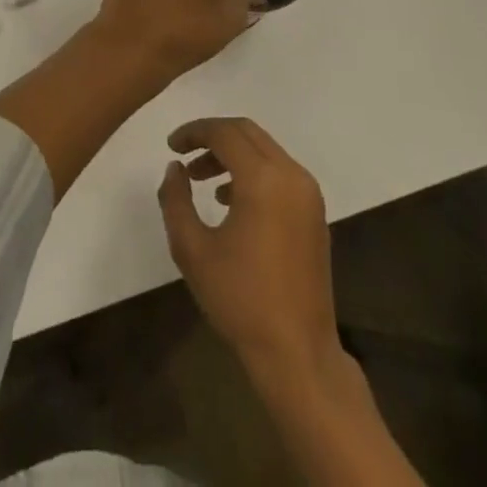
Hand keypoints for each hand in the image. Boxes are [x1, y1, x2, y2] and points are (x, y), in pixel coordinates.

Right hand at [159, 117, 339, 379]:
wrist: (298, 353)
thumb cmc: (240, 300)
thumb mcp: (192, 249)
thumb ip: (175, 200)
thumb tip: (175, 167)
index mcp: (263, 179)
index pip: (224, 132)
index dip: (193, 132)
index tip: (171, 146)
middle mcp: (291, 175)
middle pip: (247, 132)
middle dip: (212, 136)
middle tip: (184, 154)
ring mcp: (308, 193)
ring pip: (264, 150)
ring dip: (232, 153)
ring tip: (201, 180)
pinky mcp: (315, 213)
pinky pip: (279, 172)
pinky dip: (252, 171)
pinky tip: (229, 200)